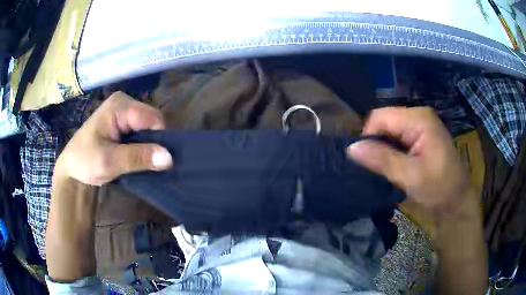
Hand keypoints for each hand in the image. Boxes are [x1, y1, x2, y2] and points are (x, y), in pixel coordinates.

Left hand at [56, 91, 172, 185]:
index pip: (152, 118)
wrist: (72, 168)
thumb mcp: (109, 162)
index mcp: (120, 105)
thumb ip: (138, 157)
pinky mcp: (122, 121)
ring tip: (139, 162)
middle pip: (152, 121)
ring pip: (148, 128)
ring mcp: (123, 111)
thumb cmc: (85, 161)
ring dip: (147, 146)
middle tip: (143, 164)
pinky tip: (135, 156)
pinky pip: (141, 132)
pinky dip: (141, 146)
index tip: (154, 162)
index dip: (159, 139)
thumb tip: (169, 158)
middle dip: (152, 143)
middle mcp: (124, 102)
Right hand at [347, 107, 468, 215]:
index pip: (380, 117)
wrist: (457, 200)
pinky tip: (396, 164)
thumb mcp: (410, 176)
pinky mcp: (421, 134)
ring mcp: (421, 124)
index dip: (369, 137)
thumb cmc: (438, 189)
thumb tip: (351, 148)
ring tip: (388, 168)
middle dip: (377, 143)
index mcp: (419, 119)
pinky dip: (392, 150)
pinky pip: (398, 136)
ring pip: (390, 129)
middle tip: (380, 168)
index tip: (369, 162)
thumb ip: (382, 160)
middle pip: (385, 121)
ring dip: (384, 148)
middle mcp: (419, 115)